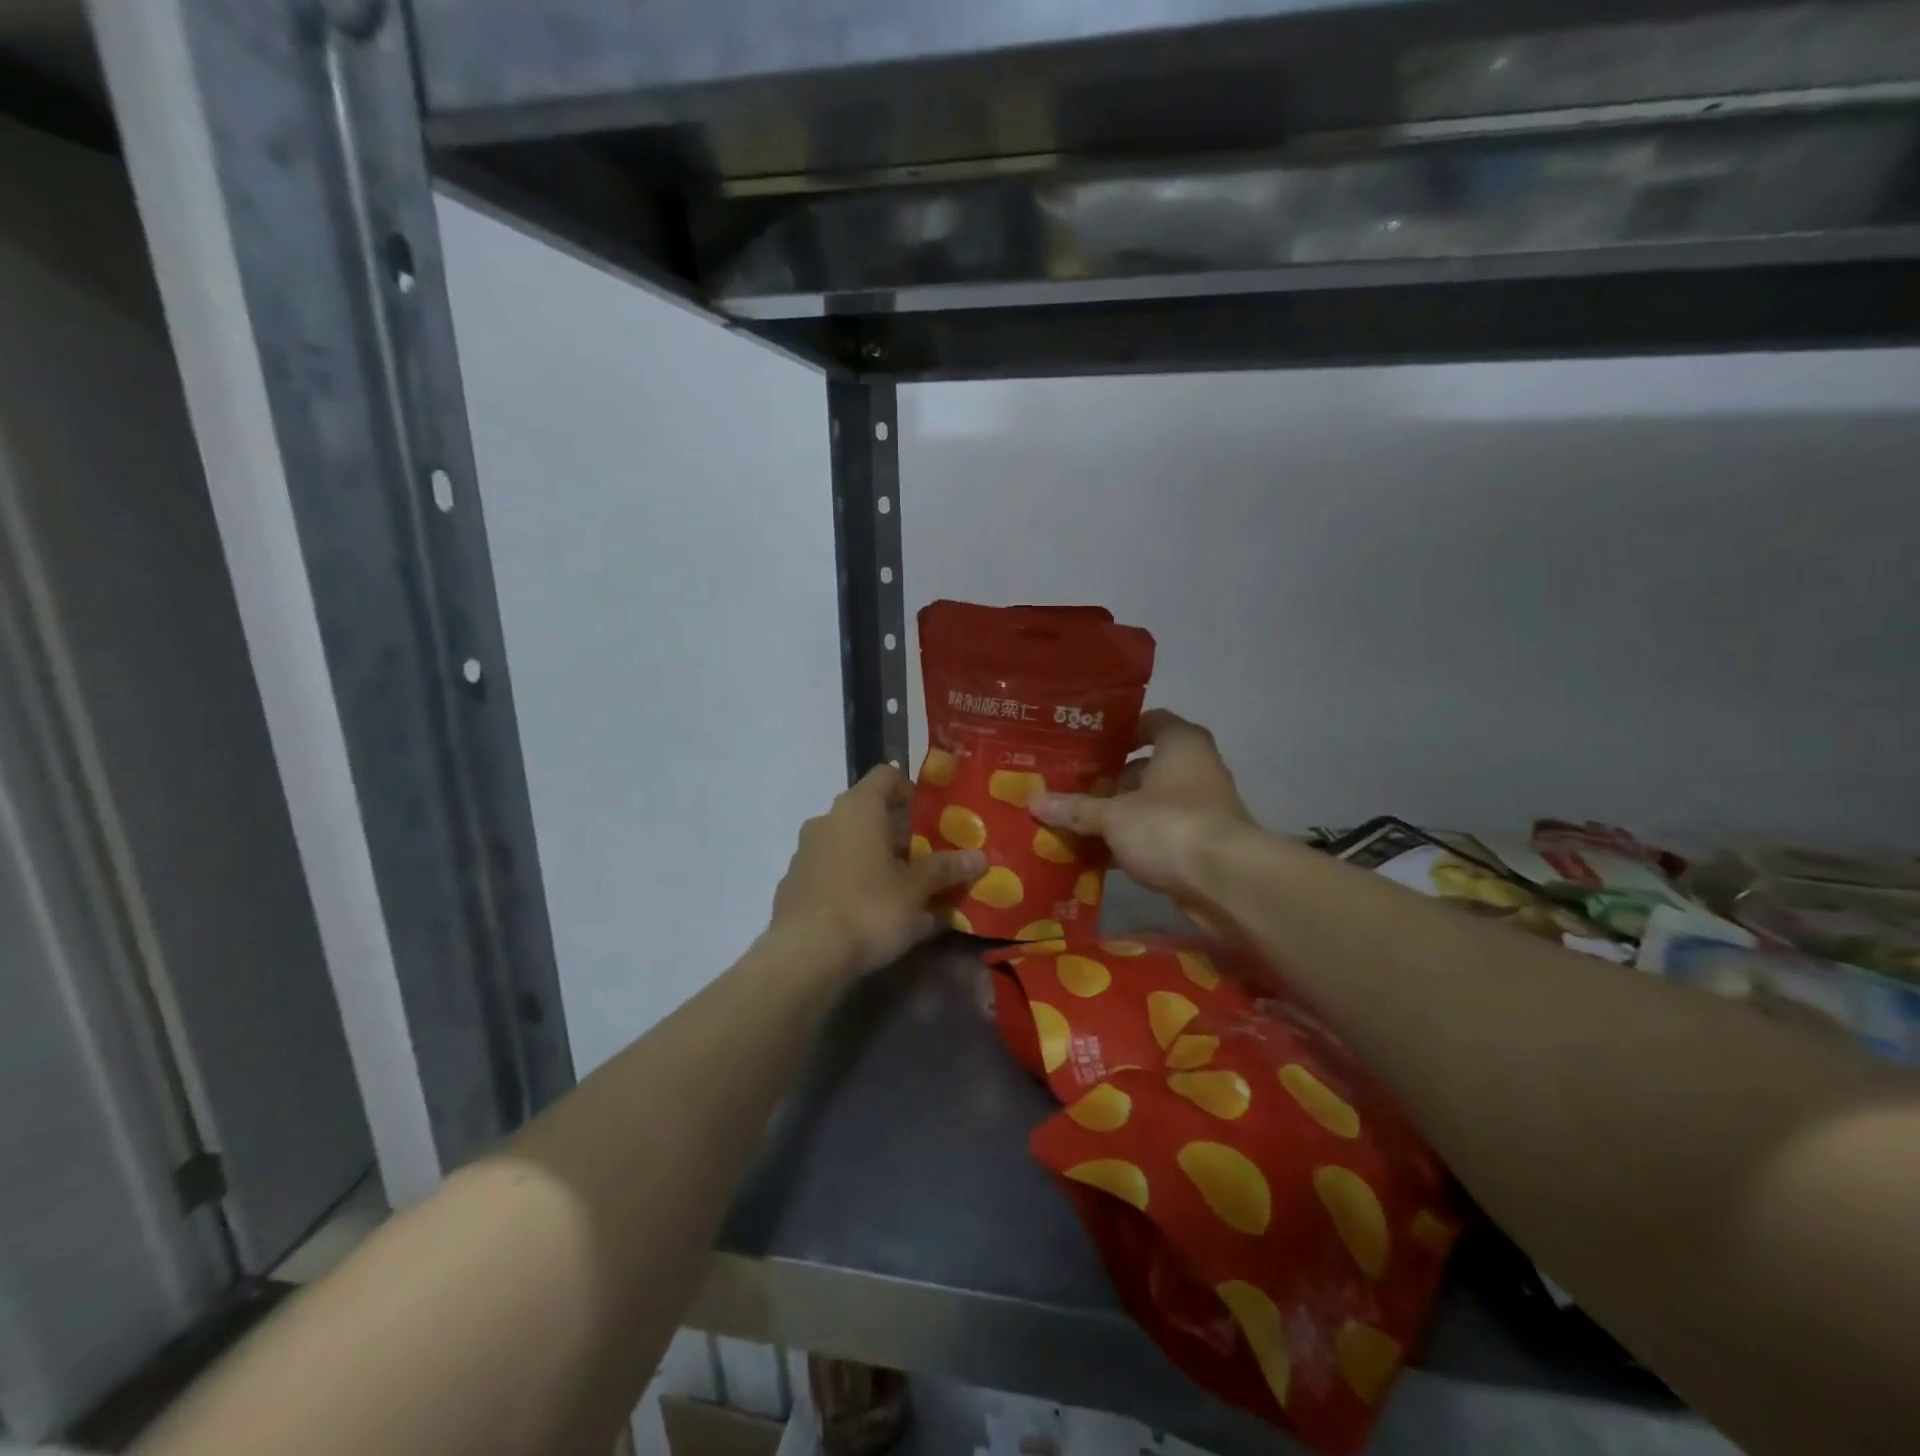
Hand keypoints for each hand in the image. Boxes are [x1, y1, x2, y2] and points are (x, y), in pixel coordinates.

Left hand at [771, 765, 983, 976]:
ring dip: (873, 860)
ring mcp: (805, 851)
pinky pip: (831, 872)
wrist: (804, 955)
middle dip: (897, 834)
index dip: (910, 789)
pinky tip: (869, 914)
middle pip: (868, 813)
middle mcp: (827, 819)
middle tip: (925, 860)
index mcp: (859, 807)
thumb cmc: (869, 907)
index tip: (931, 816)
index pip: (887, 775)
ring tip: (901, 892)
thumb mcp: (917, 890)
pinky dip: (851, 883)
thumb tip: (978, 857)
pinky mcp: (793, 884)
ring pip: (848, 844)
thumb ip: (946, 869)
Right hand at [1031, 710, 1255, 906]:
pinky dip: (1134, 842)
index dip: (1119, 732)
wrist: (1225, 882)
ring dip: (1121, 814)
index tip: (1087, 746)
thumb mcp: (1112, 816)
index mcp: (1181, 744)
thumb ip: (1075, 808)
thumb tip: (1035, 801)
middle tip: (1072, 788)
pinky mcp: (1202, 844)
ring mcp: (1203, 808)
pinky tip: (1100, 854)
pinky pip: (1159, 834)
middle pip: (1147, 767)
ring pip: (1152, 804)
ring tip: (1077, 822)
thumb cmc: (1168, 825)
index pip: (1150, 722)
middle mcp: (1197, 768)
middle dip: (1111, 780)